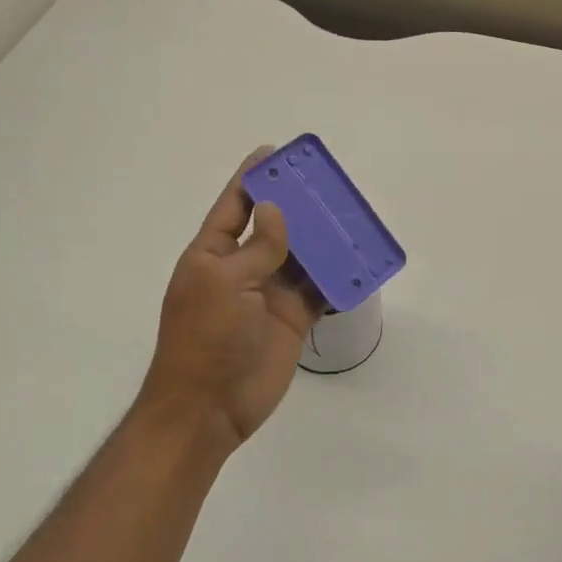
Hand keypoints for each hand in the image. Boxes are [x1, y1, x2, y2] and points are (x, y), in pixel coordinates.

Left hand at [133, 149, 324, 462]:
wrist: (209, 408)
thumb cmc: (205, 339)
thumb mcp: (223, 284)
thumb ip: (257, 247)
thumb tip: (276, 210)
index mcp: (213, 254)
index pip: (235, 206)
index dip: (253, 178)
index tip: (275, 152)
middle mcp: (243, 268)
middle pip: (274, 226)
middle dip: (297, 204)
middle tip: (327, 182)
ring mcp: (269, 294)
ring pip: (301, 255)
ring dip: (321, 237)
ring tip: (348, 212)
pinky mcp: (293, 318)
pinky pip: (318, 289)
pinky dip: (336, 276)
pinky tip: (356, 258)